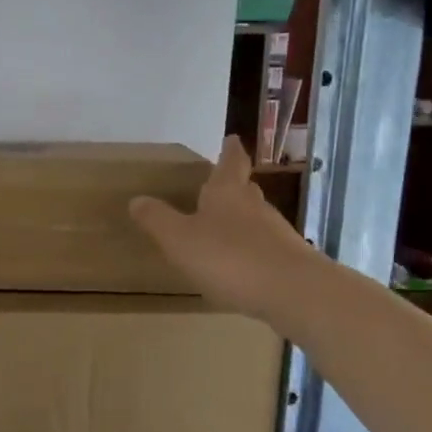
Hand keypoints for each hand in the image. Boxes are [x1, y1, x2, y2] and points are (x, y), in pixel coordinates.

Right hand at [130, 137, 320, 322]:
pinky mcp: (289, 260)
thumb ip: (158, 219)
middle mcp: (254, 206)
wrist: (294, 292)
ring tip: (223, 228)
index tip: (232, 138)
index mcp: (227, 194)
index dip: (229, 151)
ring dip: (241, 219)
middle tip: (220, 184)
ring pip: (255, 218)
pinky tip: (240, 264)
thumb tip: (137, 199)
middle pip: (244, 189)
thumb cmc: (229, 258)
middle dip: (233, 186)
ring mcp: (276, 233)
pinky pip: (264, 247)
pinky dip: (251, 249)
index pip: (230, 163)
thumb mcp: (179, 239)